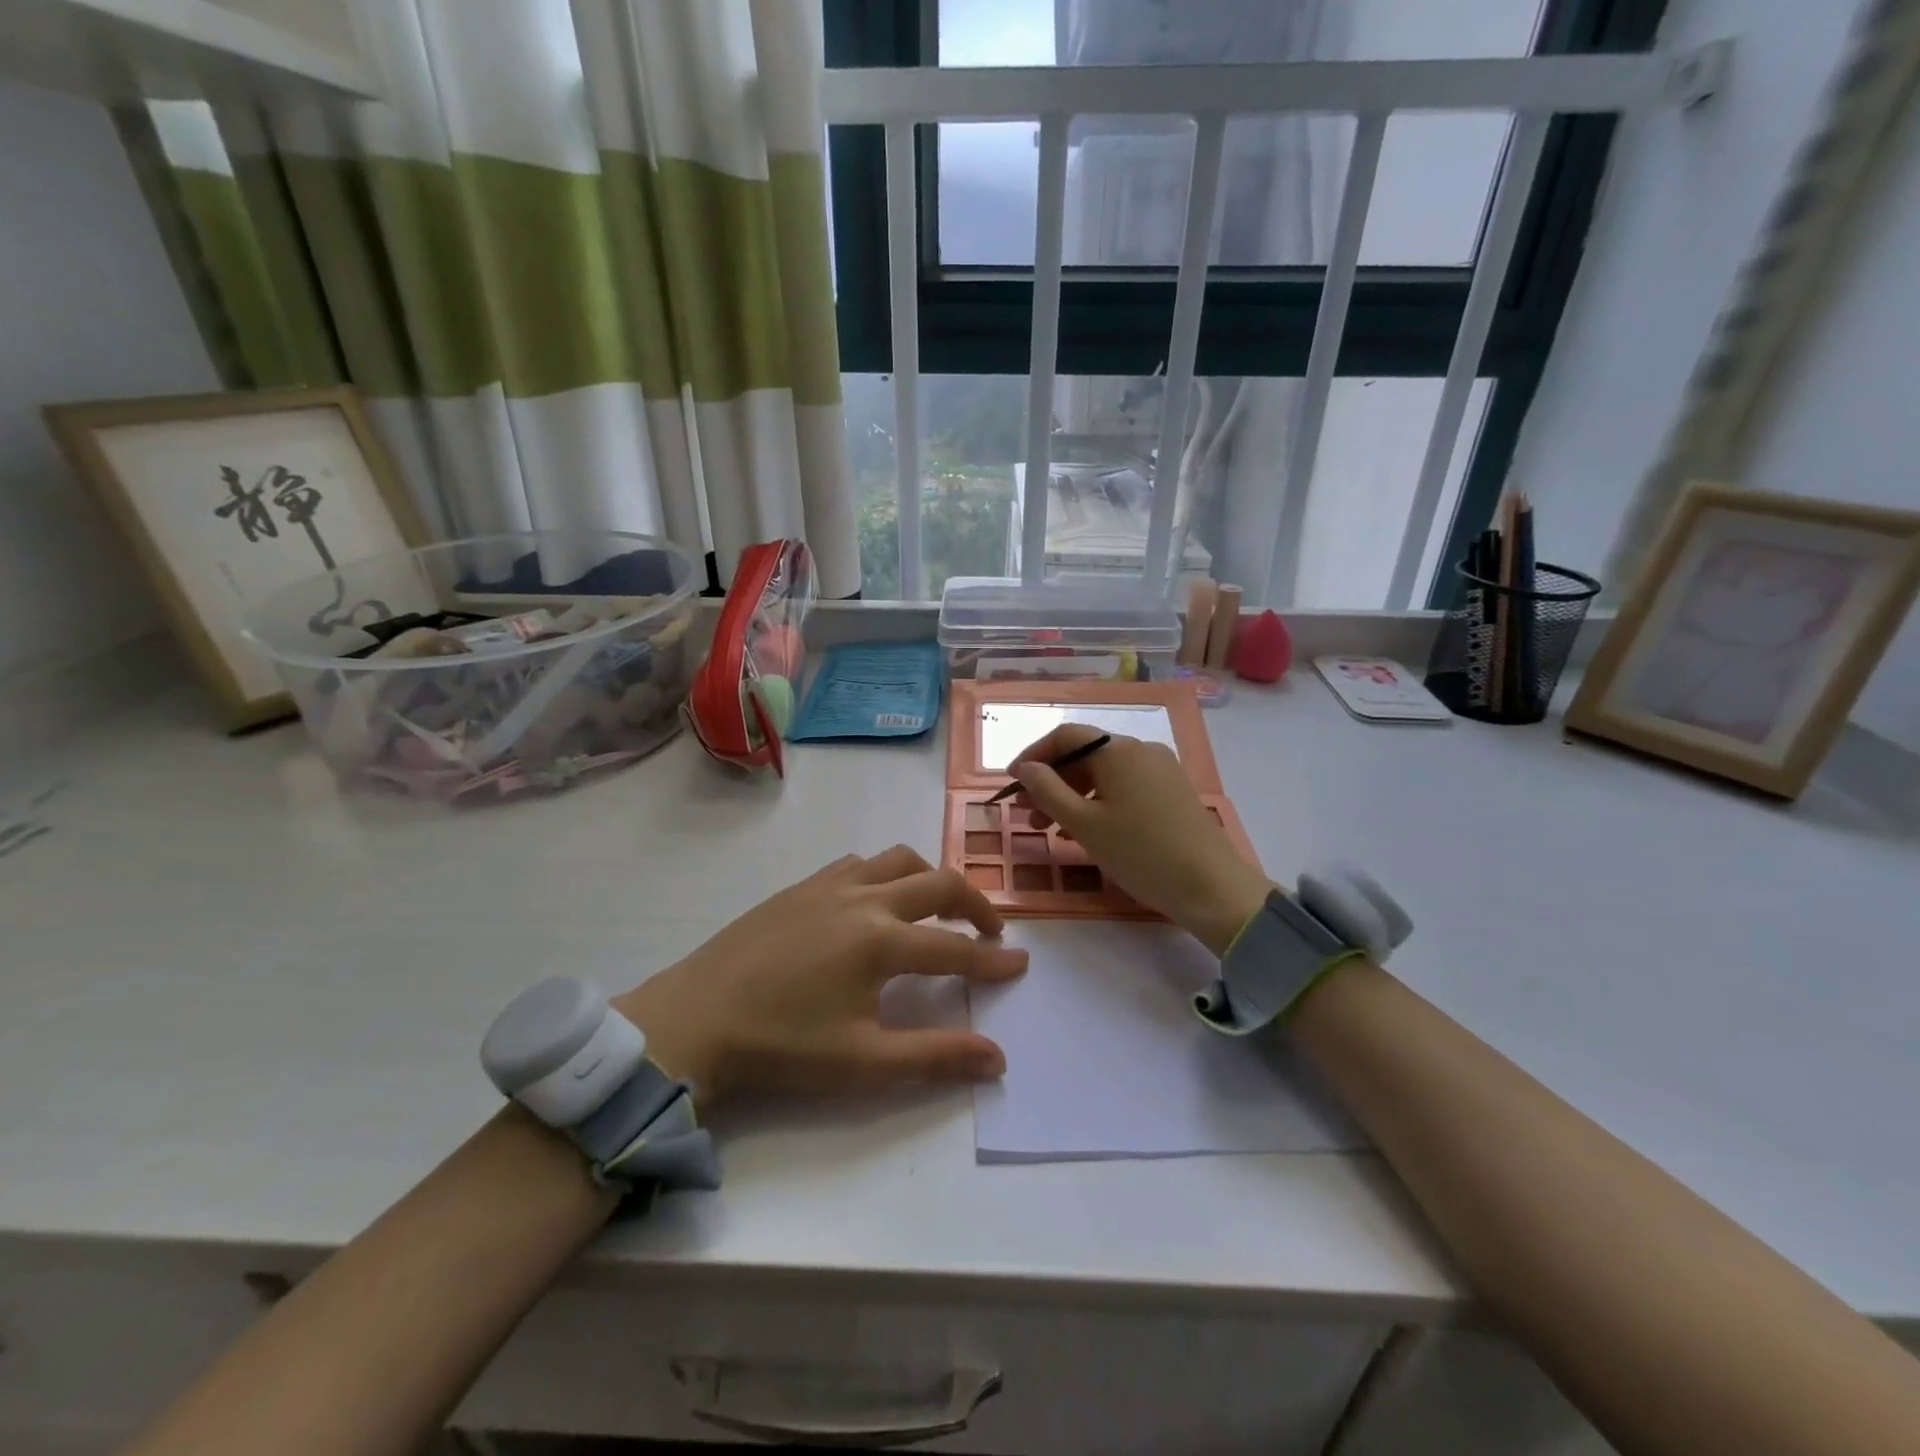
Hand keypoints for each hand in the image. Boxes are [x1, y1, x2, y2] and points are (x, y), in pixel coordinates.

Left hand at [614, 846, 1026, 1104]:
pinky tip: (876, 900)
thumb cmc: (780, 1046)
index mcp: (881, 941)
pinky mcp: (801, 885)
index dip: (992, 959)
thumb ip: (935, 1056)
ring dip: (930, 878)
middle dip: (974, 904)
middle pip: (938, 883)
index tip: (1020, 964)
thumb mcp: (863, 1062)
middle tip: (991, 930)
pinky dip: (885, 873)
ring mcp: (829, 885)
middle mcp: (863, 899)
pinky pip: (858, 863)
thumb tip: (997, 1057)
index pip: (954, 947)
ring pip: (898, 860)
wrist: (694, 1019)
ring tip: (939, 907)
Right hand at [1009, 726, 1271, 955]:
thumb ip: (1048, 791)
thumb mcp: (1084, 824)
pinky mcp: (1172, 793)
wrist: (1211, 888)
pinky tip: (1085, 833)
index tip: (1011, 782)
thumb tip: (1025, 767)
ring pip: (1104, 774)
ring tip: (1051, 829)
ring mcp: (1161, 771)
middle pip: (1085, 755)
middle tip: (1027, 813)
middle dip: (1052, 781)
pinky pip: (1124, 788)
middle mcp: (1141, 751)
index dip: (1034, 755)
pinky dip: (1098, 803)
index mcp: (1119, 751)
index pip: (1066, 736)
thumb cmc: (1140, 853)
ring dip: (1072, 796)